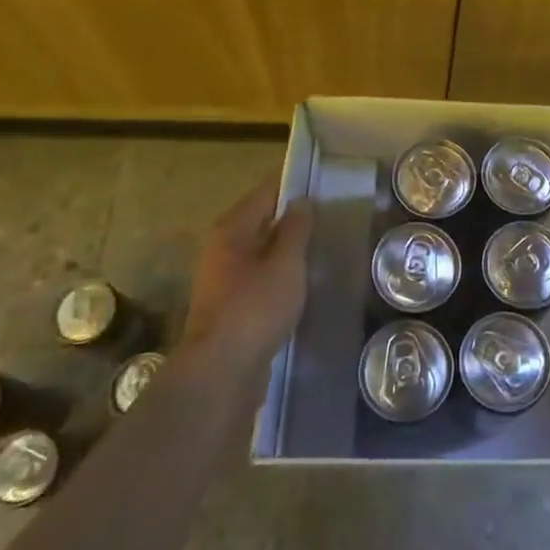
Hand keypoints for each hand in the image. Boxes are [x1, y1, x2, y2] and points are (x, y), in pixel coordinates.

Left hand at [178, 170, 310, 373]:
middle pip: (259, 221)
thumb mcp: (285, 264)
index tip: (319, 178)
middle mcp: (221, 249)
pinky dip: (279, 273)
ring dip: (285, 247)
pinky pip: (259, 277)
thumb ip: (295, 229)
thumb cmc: (255, 308)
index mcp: (231, 230)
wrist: (221, 371)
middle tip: (328, 212)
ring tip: (320, 244)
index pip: (264, 192)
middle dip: (290, 216)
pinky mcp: (229, 307)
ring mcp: (222, 280)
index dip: (291, 183)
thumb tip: (300, 201)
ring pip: (259, 251)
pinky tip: (302, 281)